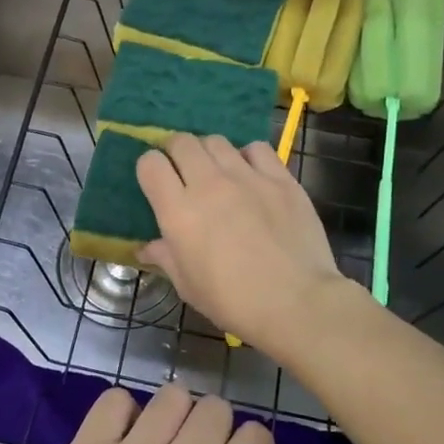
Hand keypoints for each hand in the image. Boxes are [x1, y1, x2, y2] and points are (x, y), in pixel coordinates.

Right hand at [135, 134, 344, 347]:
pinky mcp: (280, 178)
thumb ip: (165, 258)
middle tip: (184, 172)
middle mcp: (209, 184)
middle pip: (182, 142)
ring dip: (210, 153)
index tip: (157, 183)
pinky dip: (248, 156)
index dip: (150, 169)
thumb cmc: (234, 301)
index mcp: (179, 212)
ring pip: (217, 141)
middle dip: (176, 153)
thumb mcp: (188, 286)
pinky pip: (257, 148)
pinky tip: (252, 175)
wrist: (297, 303)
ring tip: (217, 173)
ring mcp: (247, 177)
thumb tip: (146, 248)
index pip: (150, 164)